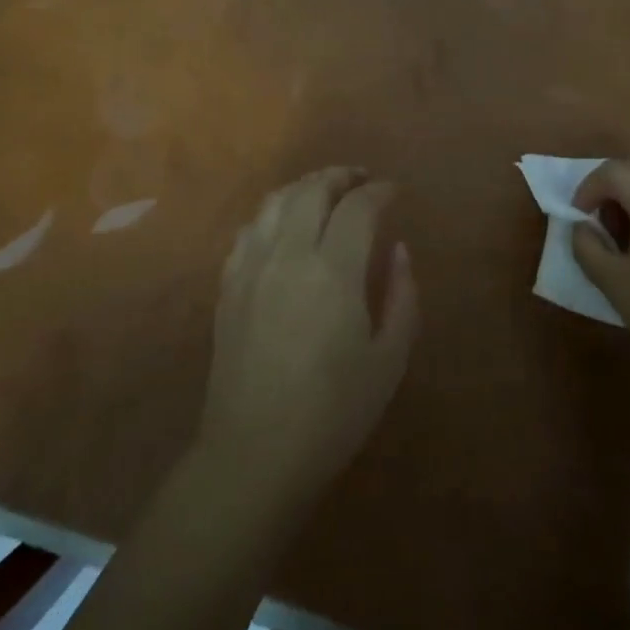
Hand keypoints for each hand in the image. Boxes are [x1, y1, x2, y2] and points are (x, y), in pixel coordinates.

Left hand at [198, 168, 417, 509]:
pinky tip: (284, 225)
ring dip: (305, 186)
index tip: (394, 191)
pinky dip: (273, 213)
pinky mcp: (228, 284)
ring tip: (325, 192)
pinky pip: (249, 228)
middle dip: (340, 176)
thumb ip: (401, 296)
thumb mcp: (388, 360)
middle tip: (361, 180)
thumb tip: (397, 250)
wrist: (254, 452)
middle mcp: (287, 254)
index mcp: (332, 270)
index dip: (379, 191)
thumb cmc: (333, 413)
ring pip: (276, 201)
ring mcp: (251, 266)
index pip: (358, 207)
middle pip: (312, 190)